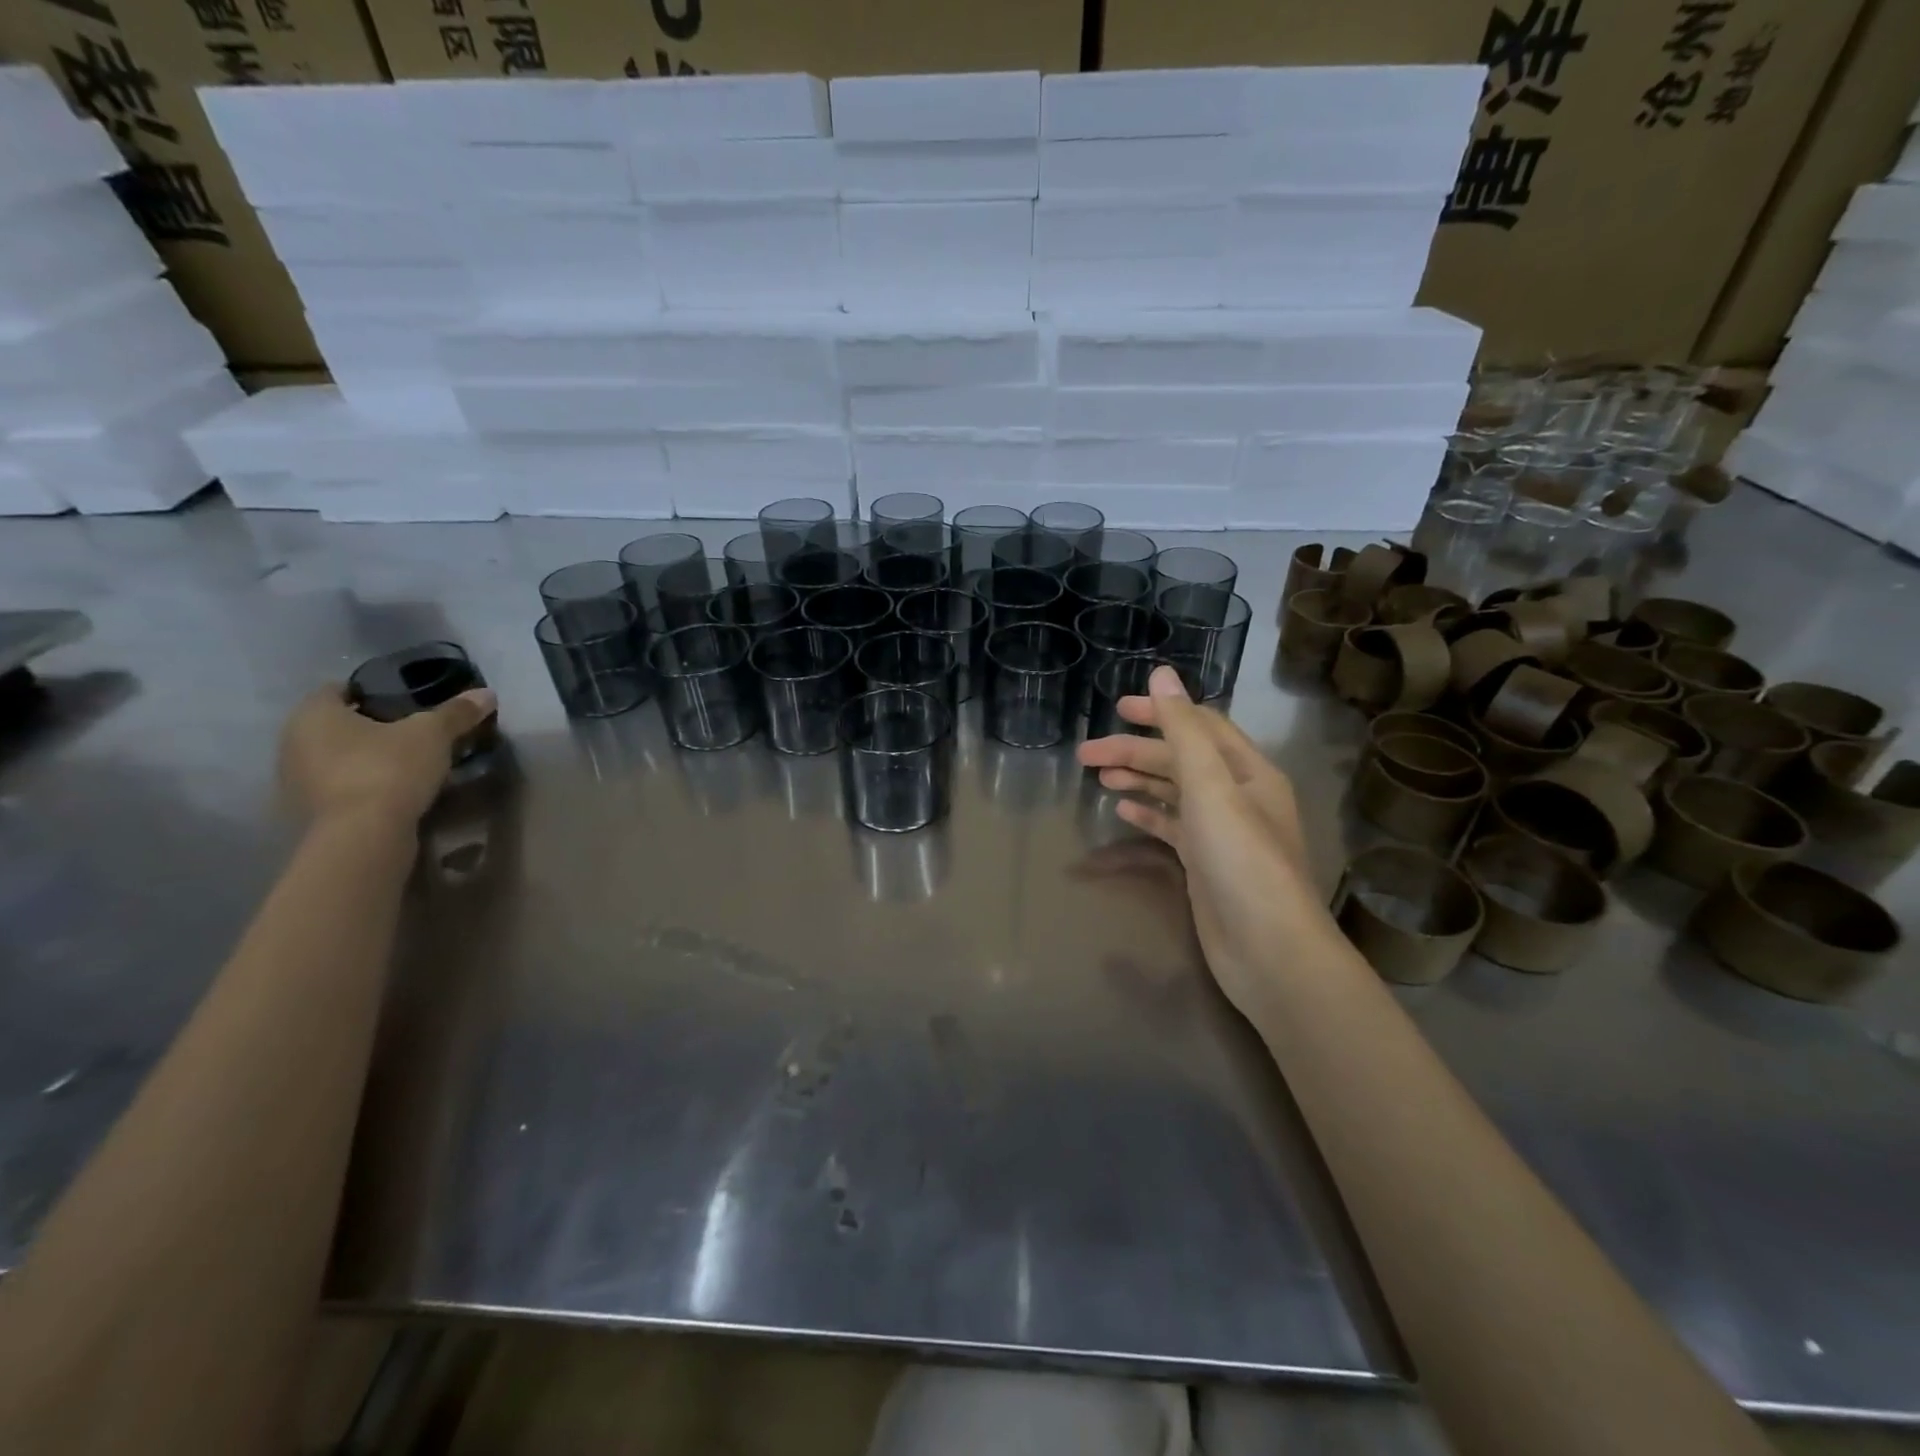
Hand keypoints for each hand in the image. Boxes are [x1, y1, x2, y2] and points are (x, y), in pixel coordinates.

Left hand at [279, 683, 496, 826]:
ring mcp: (293, 783)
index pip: (338, 689)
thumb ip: (456, 712)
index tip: (404, 700)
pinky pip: (338, 789)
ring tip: (406, 765)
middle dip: (370, 727)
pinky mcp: (306, 815)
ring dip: (363, 760)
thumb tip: (486, 693)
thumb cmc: (389, 770)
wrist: (363, 837)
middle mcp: (292, 743)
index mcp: (313, 715)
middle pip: (335, 726)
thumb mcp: (433, 735)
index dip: (371, 691)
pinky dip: (360, 787)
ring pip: (334, 759)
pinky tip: (392, 794)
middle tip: (411, 732)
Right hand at [1076, 667, 1337, 1018]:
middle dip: (1135, 751)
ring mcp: (1222, 832)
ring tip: (1098, 775)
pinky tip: (1122, 808)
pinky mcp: (1206, 863)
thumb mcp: (1211, 787)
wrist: (1269, 951)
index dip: (1160, 712)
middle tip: (1086, 753)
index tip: (1116, 708)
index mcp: (1248, 770)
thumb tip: (1161, 674)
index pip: (1200, 725)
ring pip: (1174, 791)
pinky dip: (1148, 813)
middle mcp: (1238, 795)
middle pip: (1180, 759)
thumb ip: (1184, 731)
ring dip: (1138, 778)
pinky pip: (1172, 826)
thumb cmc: (1242, 861)